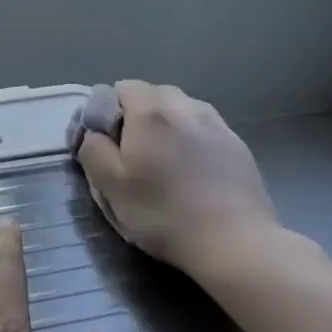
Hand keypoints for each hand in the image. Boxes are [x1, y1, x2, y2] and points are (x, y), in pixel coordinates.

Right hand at [74, 80, 284, 283]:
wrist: (234, 243)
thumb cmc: (163, 214)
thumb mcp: (110, 187)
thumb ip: (93, 150)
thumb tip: (94, 134)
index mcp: (150, 111)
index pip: (120, 88)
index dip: (105, 112)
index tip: (106, 145)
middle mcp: (185, 106)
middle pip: (153, 94)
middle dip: (137, 115)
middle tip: (132, 154)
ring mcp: (216, 123)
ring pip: (181, 109)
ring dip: (167, 125)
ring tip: (164, 161)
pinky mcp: (237, 144)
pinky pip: (204, 128)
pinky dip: (192, 139)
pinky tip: (193, 171)